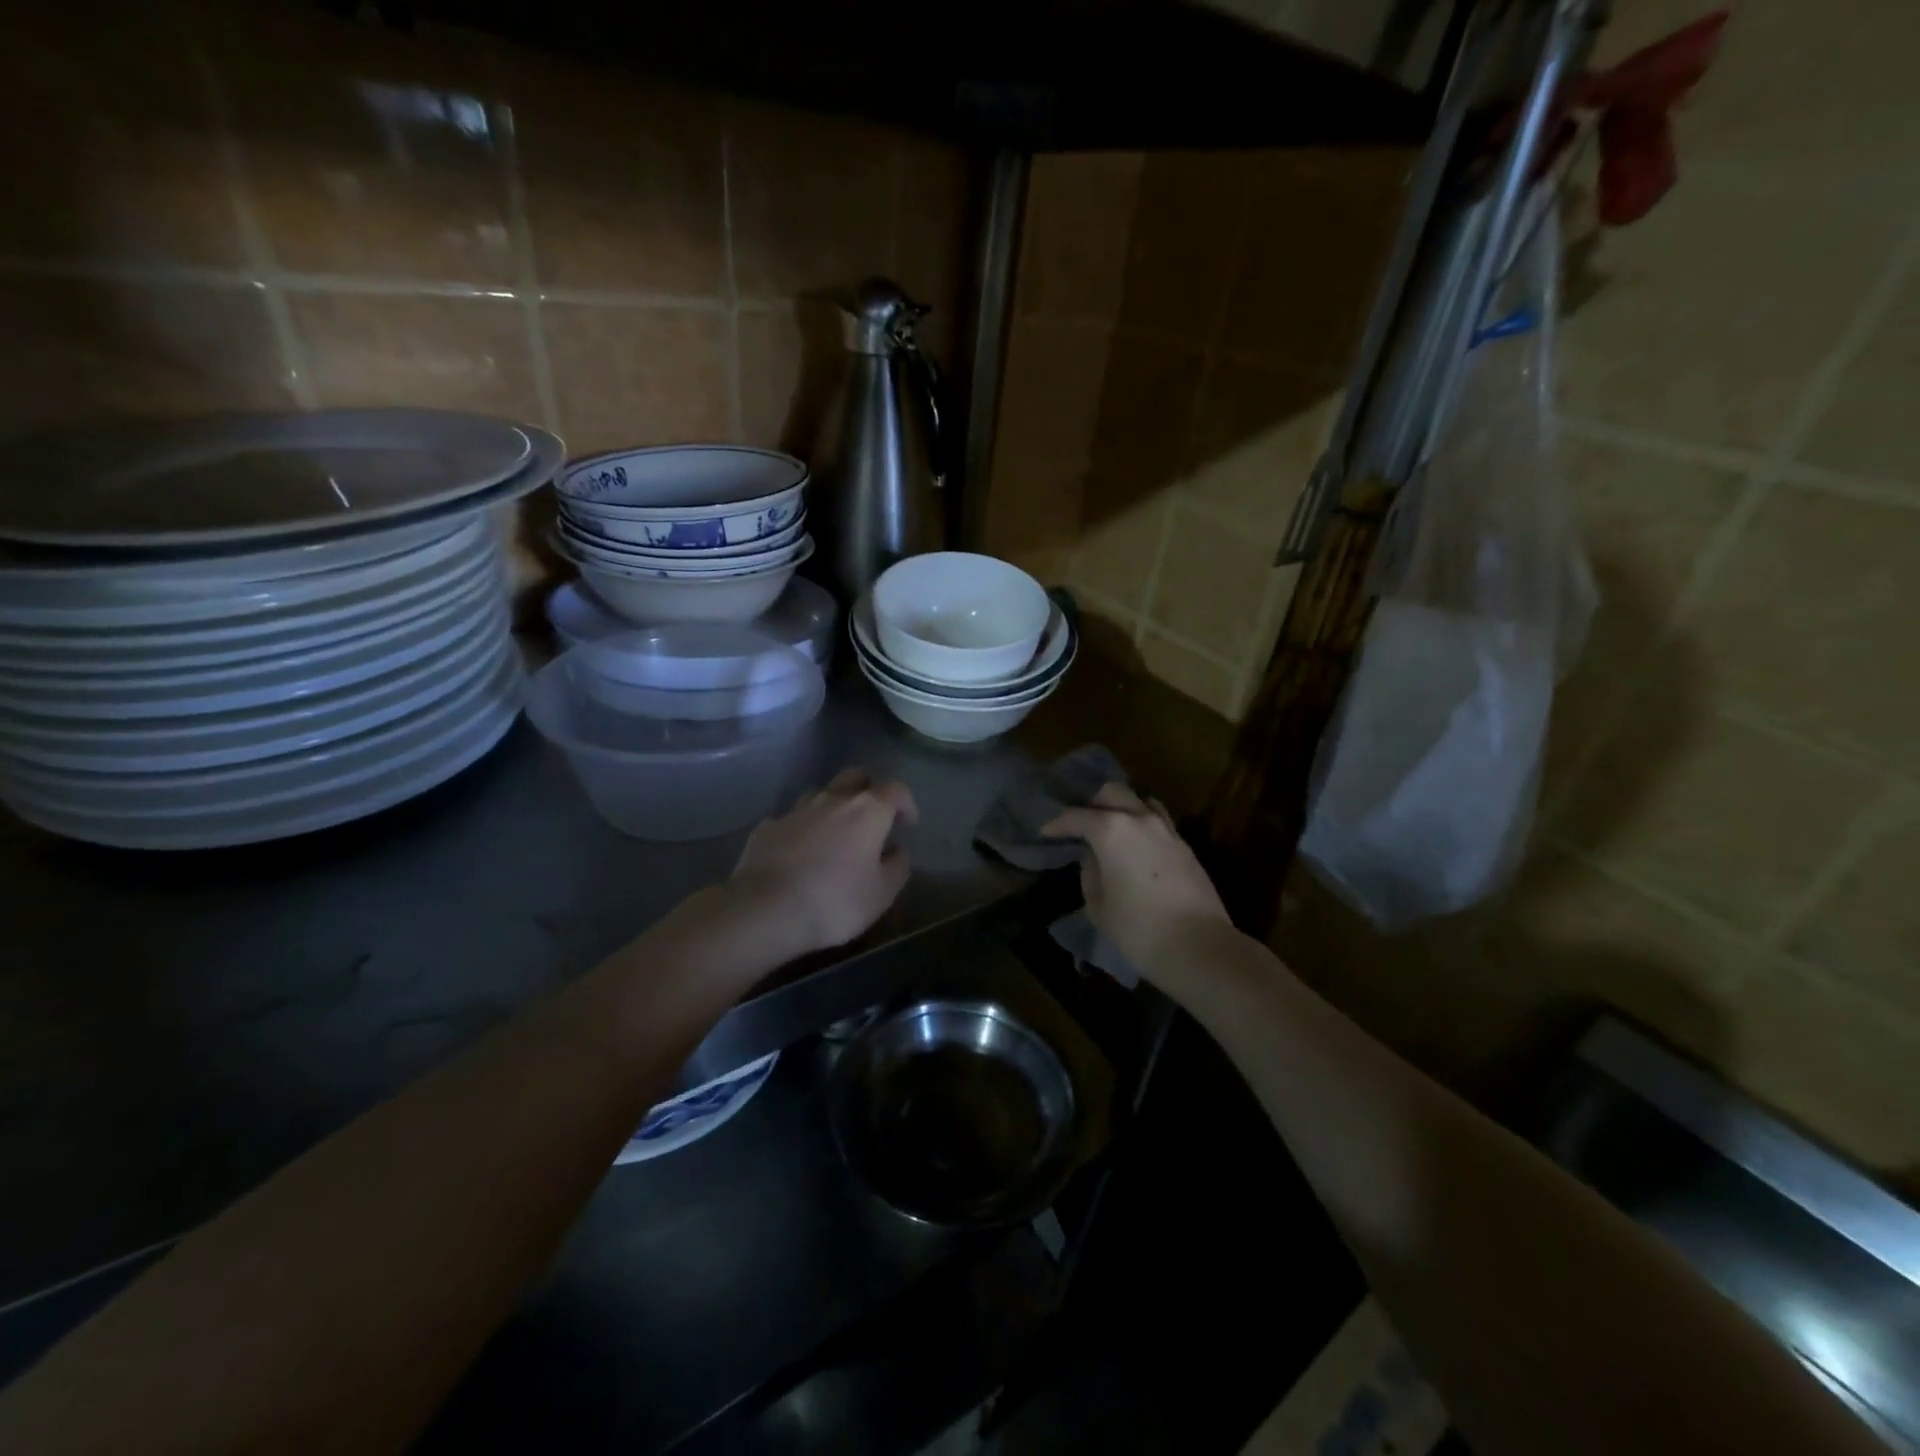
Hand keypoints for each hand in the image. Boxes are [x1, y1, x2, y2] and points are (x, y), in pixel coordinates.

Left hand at [726, 767, 917, 958]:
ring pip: (820, 794)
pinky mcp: (767, 828)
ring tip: (834, 835)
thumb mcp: (882, 893)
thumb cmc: (835, 901)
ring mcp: (795, 811)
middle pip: (855, 777)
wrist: (765, 910)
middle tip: (873, 818)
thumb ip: (897, 867)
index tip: (908, 824)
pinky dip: (801, 830)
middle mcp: (832, 800)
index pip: (896, 790)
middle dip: (869, 790)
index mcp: (867, 810)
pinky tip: (798, 853)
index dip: (906, 804)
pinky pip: (790, 820)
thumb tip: (897, 851)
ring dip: (832, 807)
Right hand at [1042, 783, 1231, 980]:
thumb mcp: (1098, 905)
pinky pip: (1158, 822)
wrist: (1199, 946)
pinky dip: (1142, 826)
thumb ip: (1090, 873)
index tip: (1045, 833)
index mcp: (1111, 830)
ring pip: (1140, 801)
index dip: (1057, 824)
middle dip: (1092, 803)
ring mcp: (1167, 830)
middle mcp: (1140, 819)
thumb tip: (1094, 858)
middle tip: (1081, 824)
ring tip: (1112, 829)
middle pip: (1112, 792)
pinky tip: (1136, 847)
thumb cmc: (1138, 928)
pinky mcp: (1185, 846)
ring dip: (1122, 808)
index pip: (1076, 816)